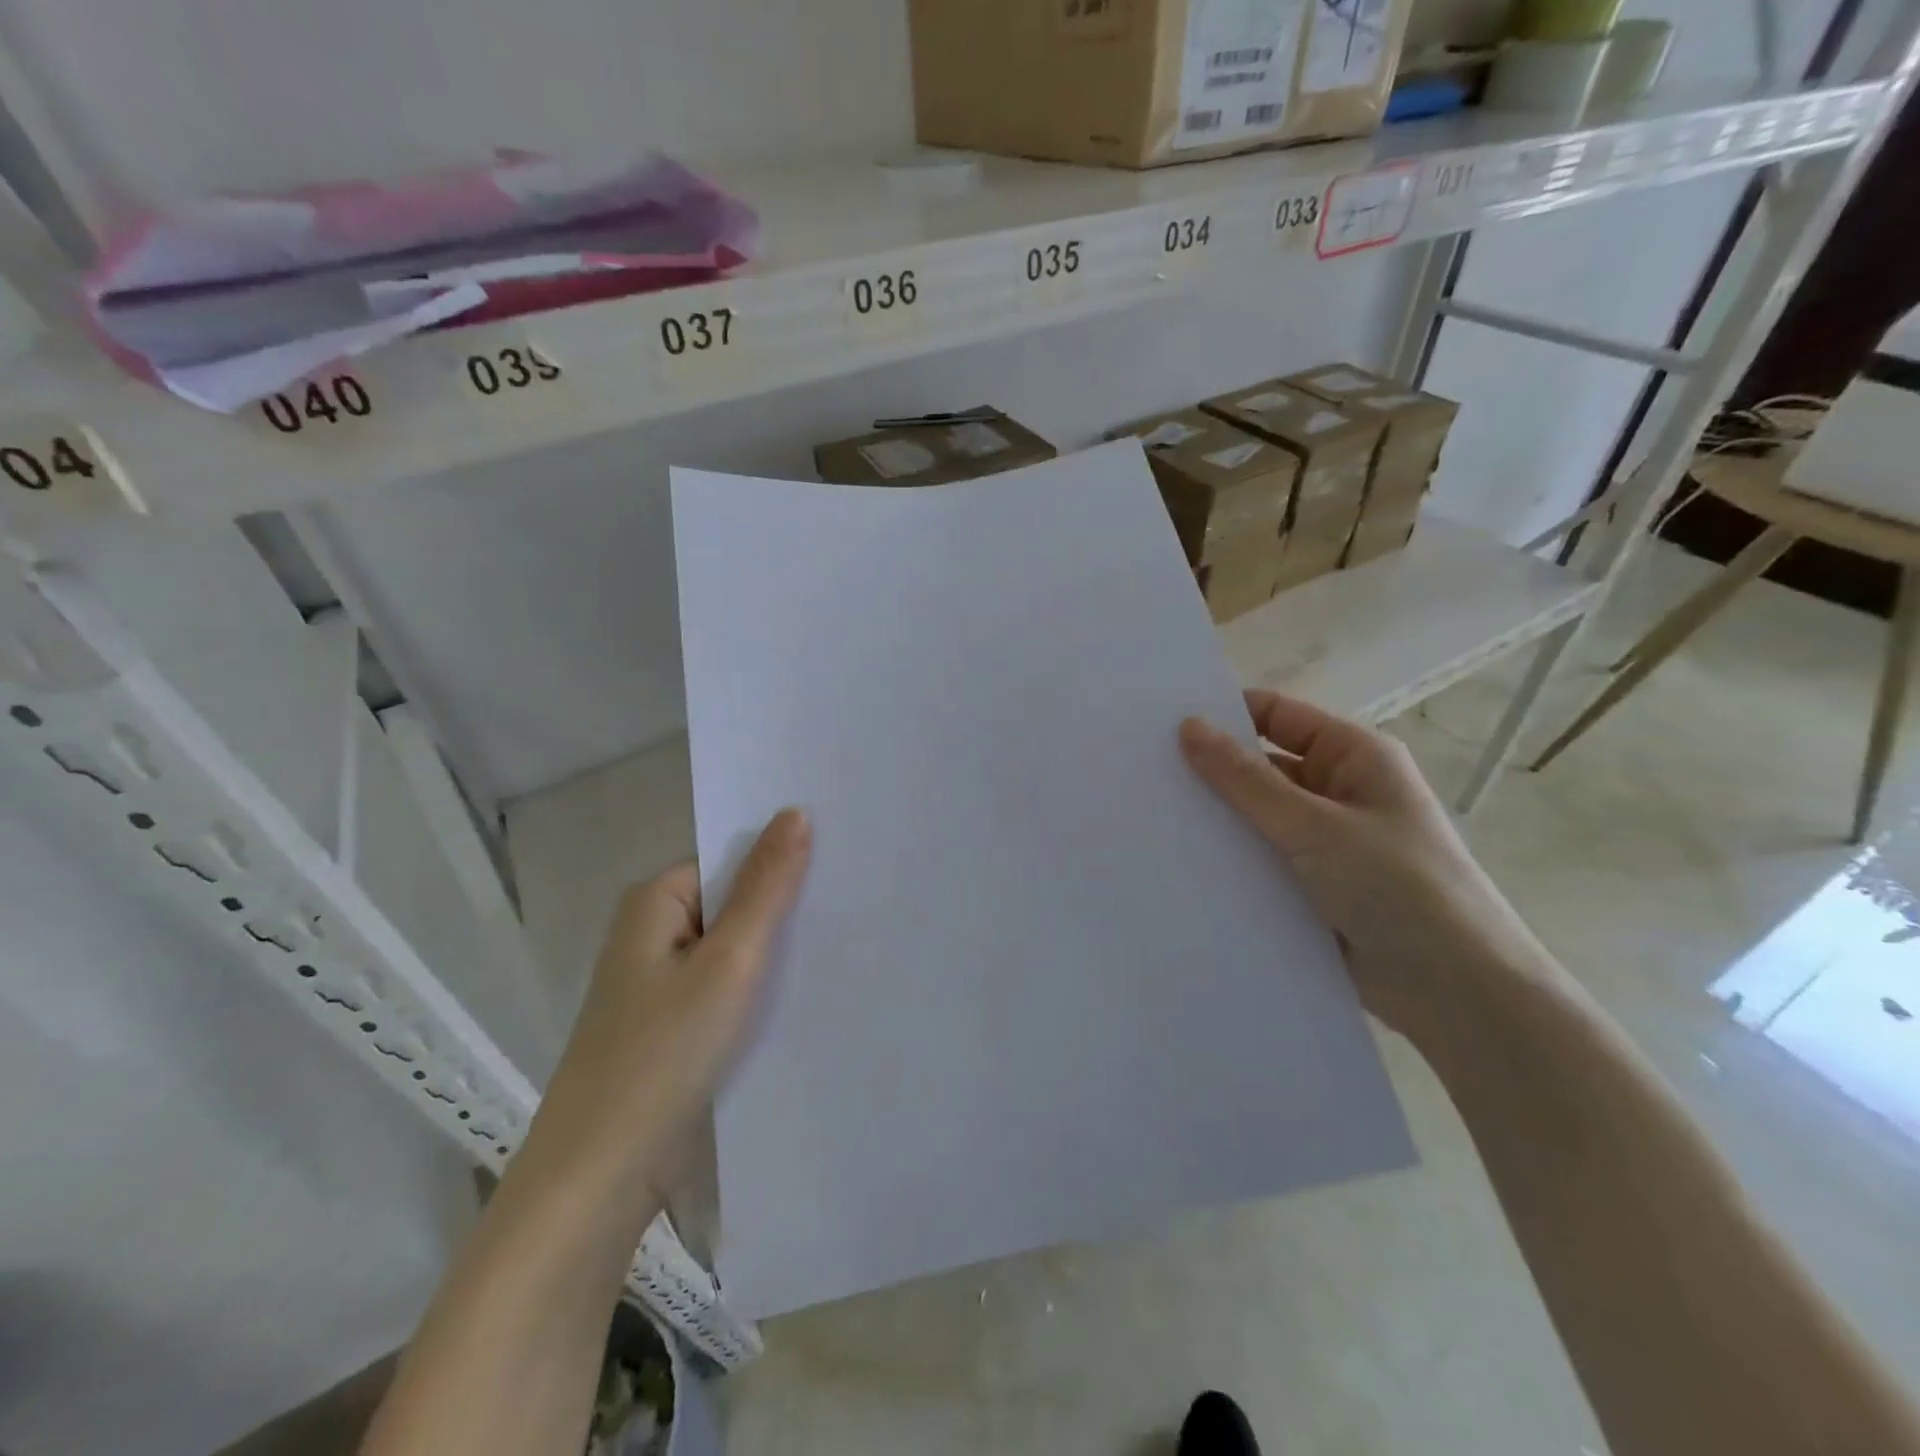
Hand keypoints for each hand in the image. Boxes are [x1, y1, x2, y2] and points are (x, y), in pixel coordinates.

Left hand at [525, 809, 812, 1211]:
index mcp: (654, 904)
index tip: (840, 863)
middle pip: (733, 903)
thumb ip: (766, 888)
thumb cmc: (663, 1054)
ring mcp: (664, 986)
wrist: (603, 1179)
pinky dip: (763, 989)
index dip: (781, 860)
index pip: (729, 860)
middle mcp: (654, 936)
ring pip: (735, 950)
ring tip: (846, 942)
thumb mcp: (728, 961)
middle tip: (855, 902)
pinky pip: (729, 989)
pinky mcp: (677, 1028)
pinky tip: (811, 992)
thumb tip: (796, 812)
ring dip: (778, 951)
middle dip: (785, 907)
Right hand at [1180, 692, 1557, 1055]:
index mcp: (1354, 757)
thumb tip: (1188, 726)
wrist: (1455, 993)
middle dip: (1212, 772)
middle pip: (1262, 767)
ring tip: (1150, 818)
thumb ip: (1246, 780)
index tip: (1162, 725)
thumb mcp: (1315, 826)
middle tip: (1144, 773)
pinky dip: (1229, 861)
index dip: (1225, 715)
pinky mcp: (1312, 887)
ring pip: (1257, 818)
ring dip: (1218, 820)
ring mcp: (1325, 842)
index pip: (1277, 716)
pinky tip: (1180, 865)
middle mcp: (1338, 791)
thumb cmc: (1396, 887)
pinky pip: (1261, 861)